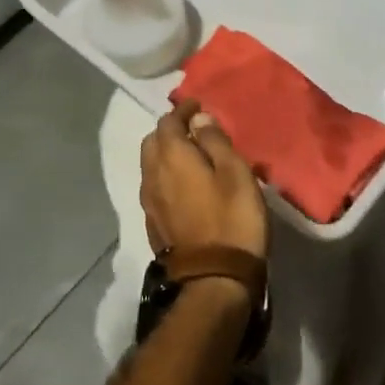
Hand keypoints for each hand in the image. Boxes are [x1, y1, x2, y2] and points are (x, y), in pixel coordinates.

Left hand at [138, 100, 268, 261]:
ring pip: (150, 166)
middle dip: (169, 130)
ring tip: (189, 155)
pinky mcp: (153, 224)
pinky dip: (165, 176)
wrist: (215, 278)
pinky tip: (183, 184)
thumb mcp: (235, 173)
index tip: (199, 105)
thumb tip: (198, 118)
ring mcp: (149, 202)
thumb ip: (215, 141)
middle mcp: (152, 175)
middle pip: (152, 142)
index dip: (182, 110)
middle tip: (193, 129)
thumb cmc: (232, 218)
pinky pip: (154, 187)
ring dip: (165, 154)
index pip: (167, 122)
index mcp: (171, 157)